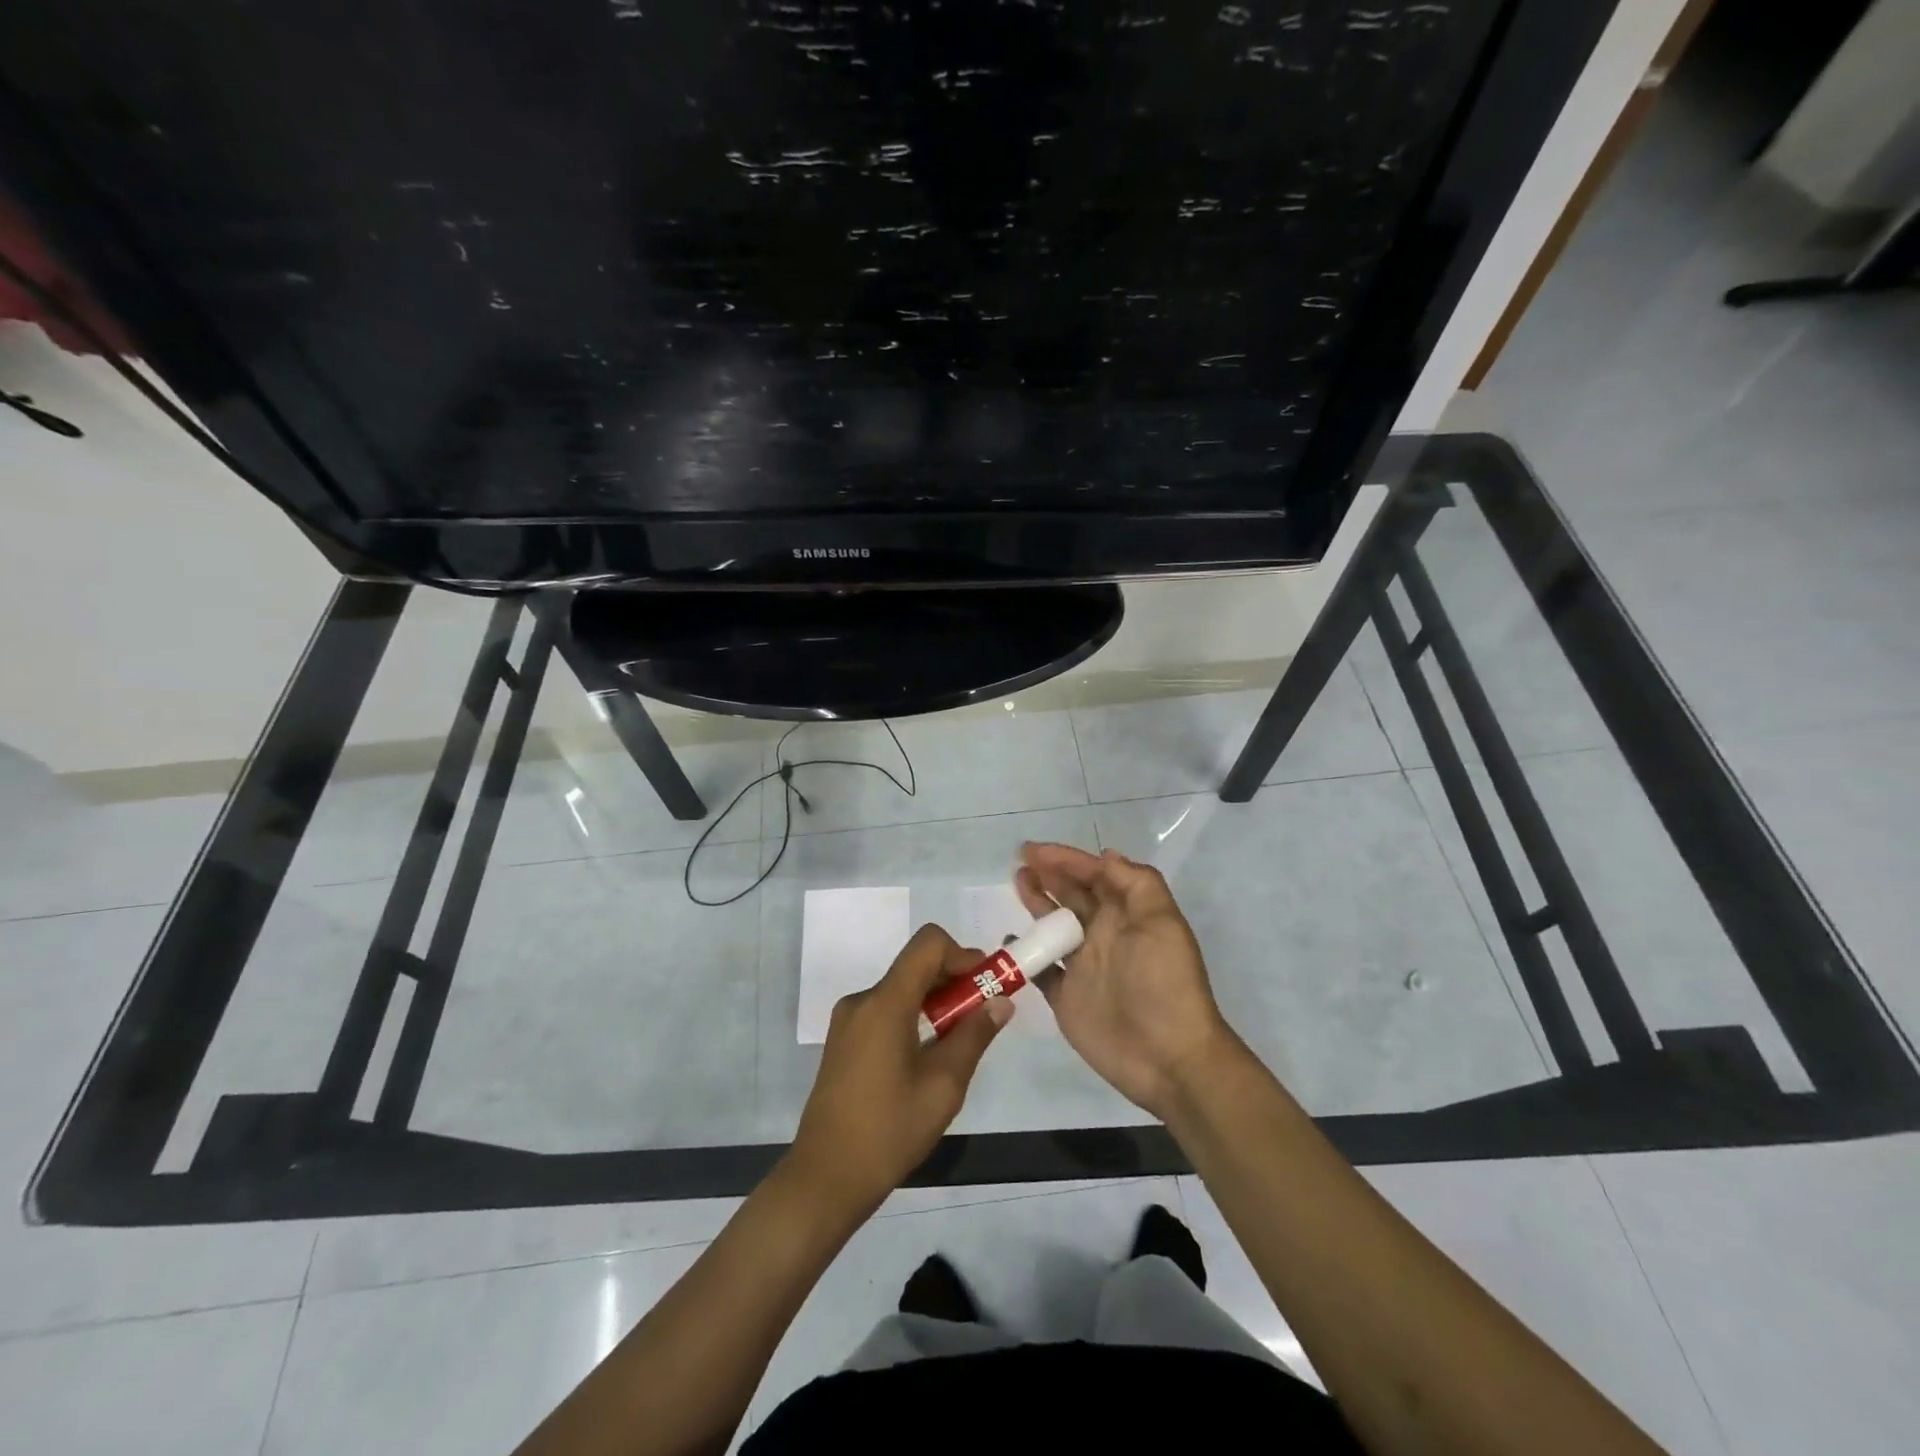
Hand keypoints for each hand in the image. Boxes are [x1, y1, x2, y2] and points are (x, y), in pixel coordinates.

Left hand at [787, 924, 1010, 1214]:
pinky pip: (886, 1010)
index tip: (985, 987)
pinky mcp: (843, 1040)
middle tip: (982, 1017)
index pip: (928, 944)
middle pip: (916, 966)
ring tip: (958, 1044)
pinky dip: (914, 1018)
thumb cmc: (889, 1132)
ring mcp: (848, 1020)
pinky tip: (927, 1058)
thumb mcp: (943, 1086)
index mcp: (885, 1002)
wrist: (825, 1179)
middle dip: (954, 982)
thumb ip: (974, 1036)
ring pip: (902, 989)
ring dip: (936, 1002)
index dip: (963, 955)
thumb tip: (1001, 1001)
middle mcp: (863, 1000)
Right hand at [1016, 842, 1239, 1119]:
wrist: (1169, 1058)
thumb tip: (1105, 855)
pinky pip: (1040, 969)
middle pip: (1071, 895)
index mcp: (1126, 914)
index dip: (1066, 859)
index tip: (1034, 851)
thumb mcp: (1162, 923)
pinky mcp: (1066, 996)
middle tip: (1021, 861)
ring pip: (1053, 925)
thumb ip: (1135, 883)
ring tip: (1017, 883)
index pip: (1094, 875)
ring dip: (1036, 902)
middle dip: (1048, 874)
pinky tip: (1011, 939)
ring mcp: (1083, 966)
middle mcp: (1103, 934)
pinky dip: (1025, 954)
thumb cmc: (1164, 984)